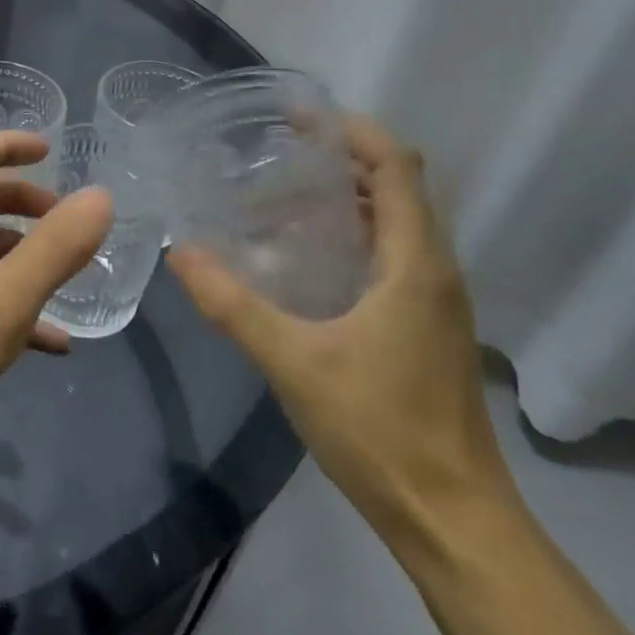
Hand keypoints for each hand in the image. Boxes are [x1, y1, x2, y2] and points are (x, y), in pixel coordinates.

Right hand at [167, 115, 514, 537]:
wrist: (453, 519)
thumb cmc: (380, 430)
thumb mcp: (293, 361)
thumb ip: (232, 304)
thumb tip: (181, 251)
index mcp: (415, 265)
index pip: (397, 167)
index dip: (353, 130)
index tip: (298, 115)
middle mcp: (434, 270)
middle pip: (397, 187)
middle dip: (339, 159)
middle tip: (272, 154)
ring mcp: (435, 301)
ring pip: (395, 223)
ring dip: (344, 198)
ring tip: (276, 199)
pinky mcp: (426, 326)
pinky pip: (391, 255)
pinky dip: (350, 235)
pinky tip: (301, 259)